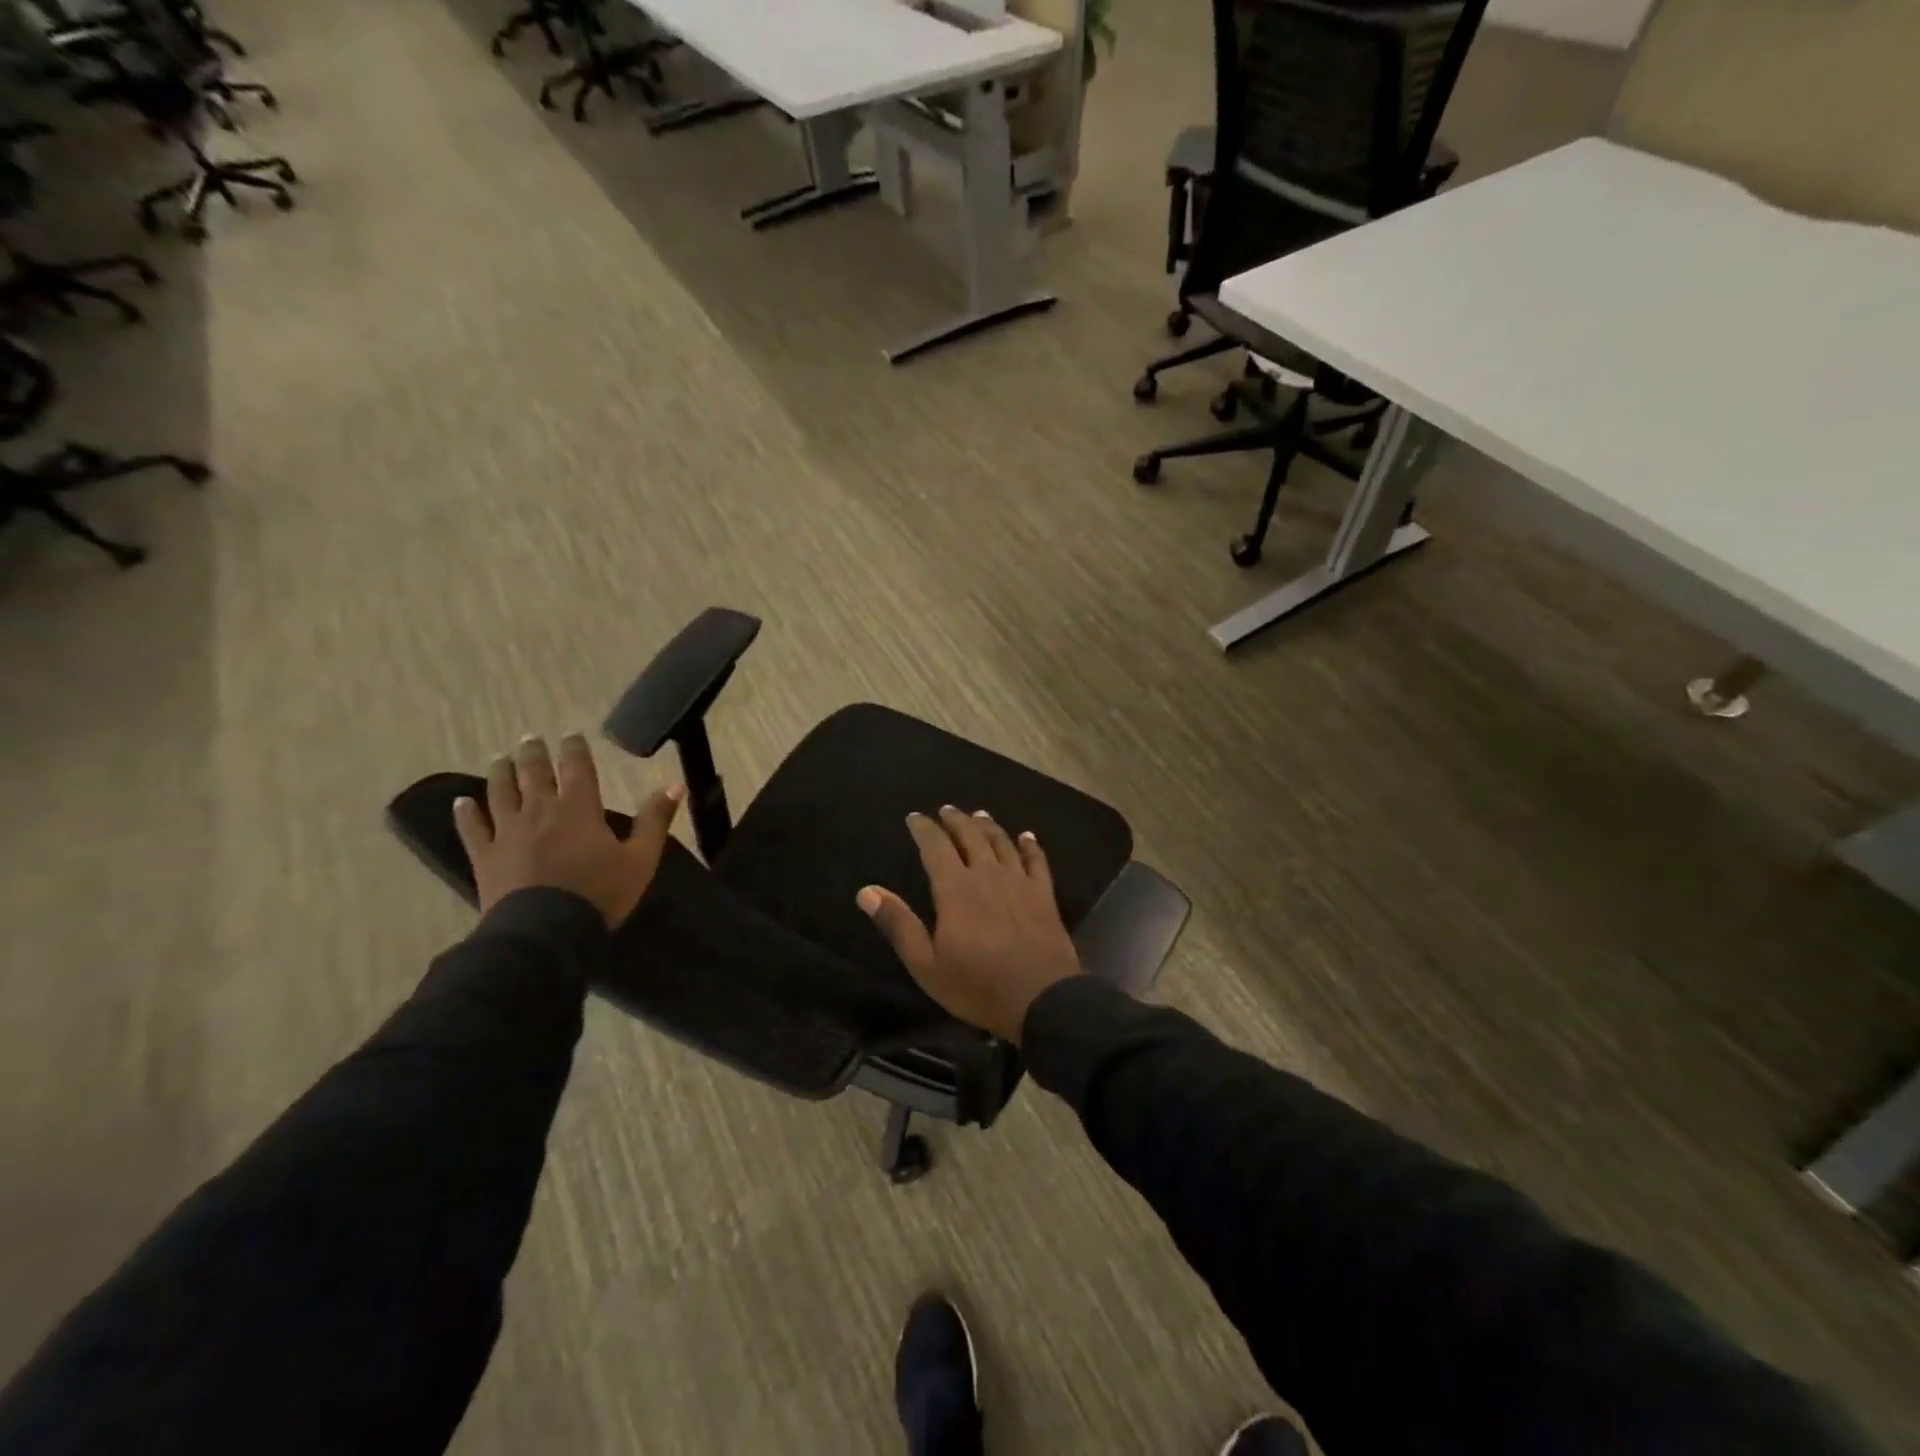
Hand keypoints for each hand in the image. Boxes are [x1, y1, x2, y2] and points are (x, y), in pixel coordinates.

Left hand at [454, 733, 682, 926]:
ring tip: (500, 758)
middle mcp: (540, 811)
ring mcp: (508, 832)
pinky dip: (466, 813)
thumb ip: (656, 820)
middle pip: (534, 773)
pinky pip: (472, 828)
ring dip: (501, 772)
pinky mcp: (485, 856)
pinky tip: (461, 802)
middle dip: (533, 754)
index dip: (574, 749)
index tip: (571, 734)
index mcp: (579, 809)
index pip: (577, 768)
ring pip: (500, 792)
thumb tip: (675, 783)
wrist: (546, 932)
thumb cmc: (599, 893)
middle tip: (530, 738)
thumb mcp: (641, 859)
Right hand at [857, 807, 1082, 1042]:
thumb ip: (898, 924)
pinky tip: (1027, 836)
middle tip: (947, 809)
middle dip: (956, 820)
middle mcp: (987, 874)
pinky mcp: (1044, 895)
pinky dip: (1030, 845)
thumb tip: (866, 891)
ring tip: (979, 815)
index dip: (924, 828)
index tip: (914, 817)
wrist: (1041, 998)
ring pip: (1002, 843)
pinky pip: (1037, 861)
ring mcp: (1019, 882)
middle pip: (971, 836)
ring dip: (988, 826)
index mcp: (955, 888)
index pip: (935, 847)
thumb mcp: (926, 964)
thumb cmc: (977, 985)